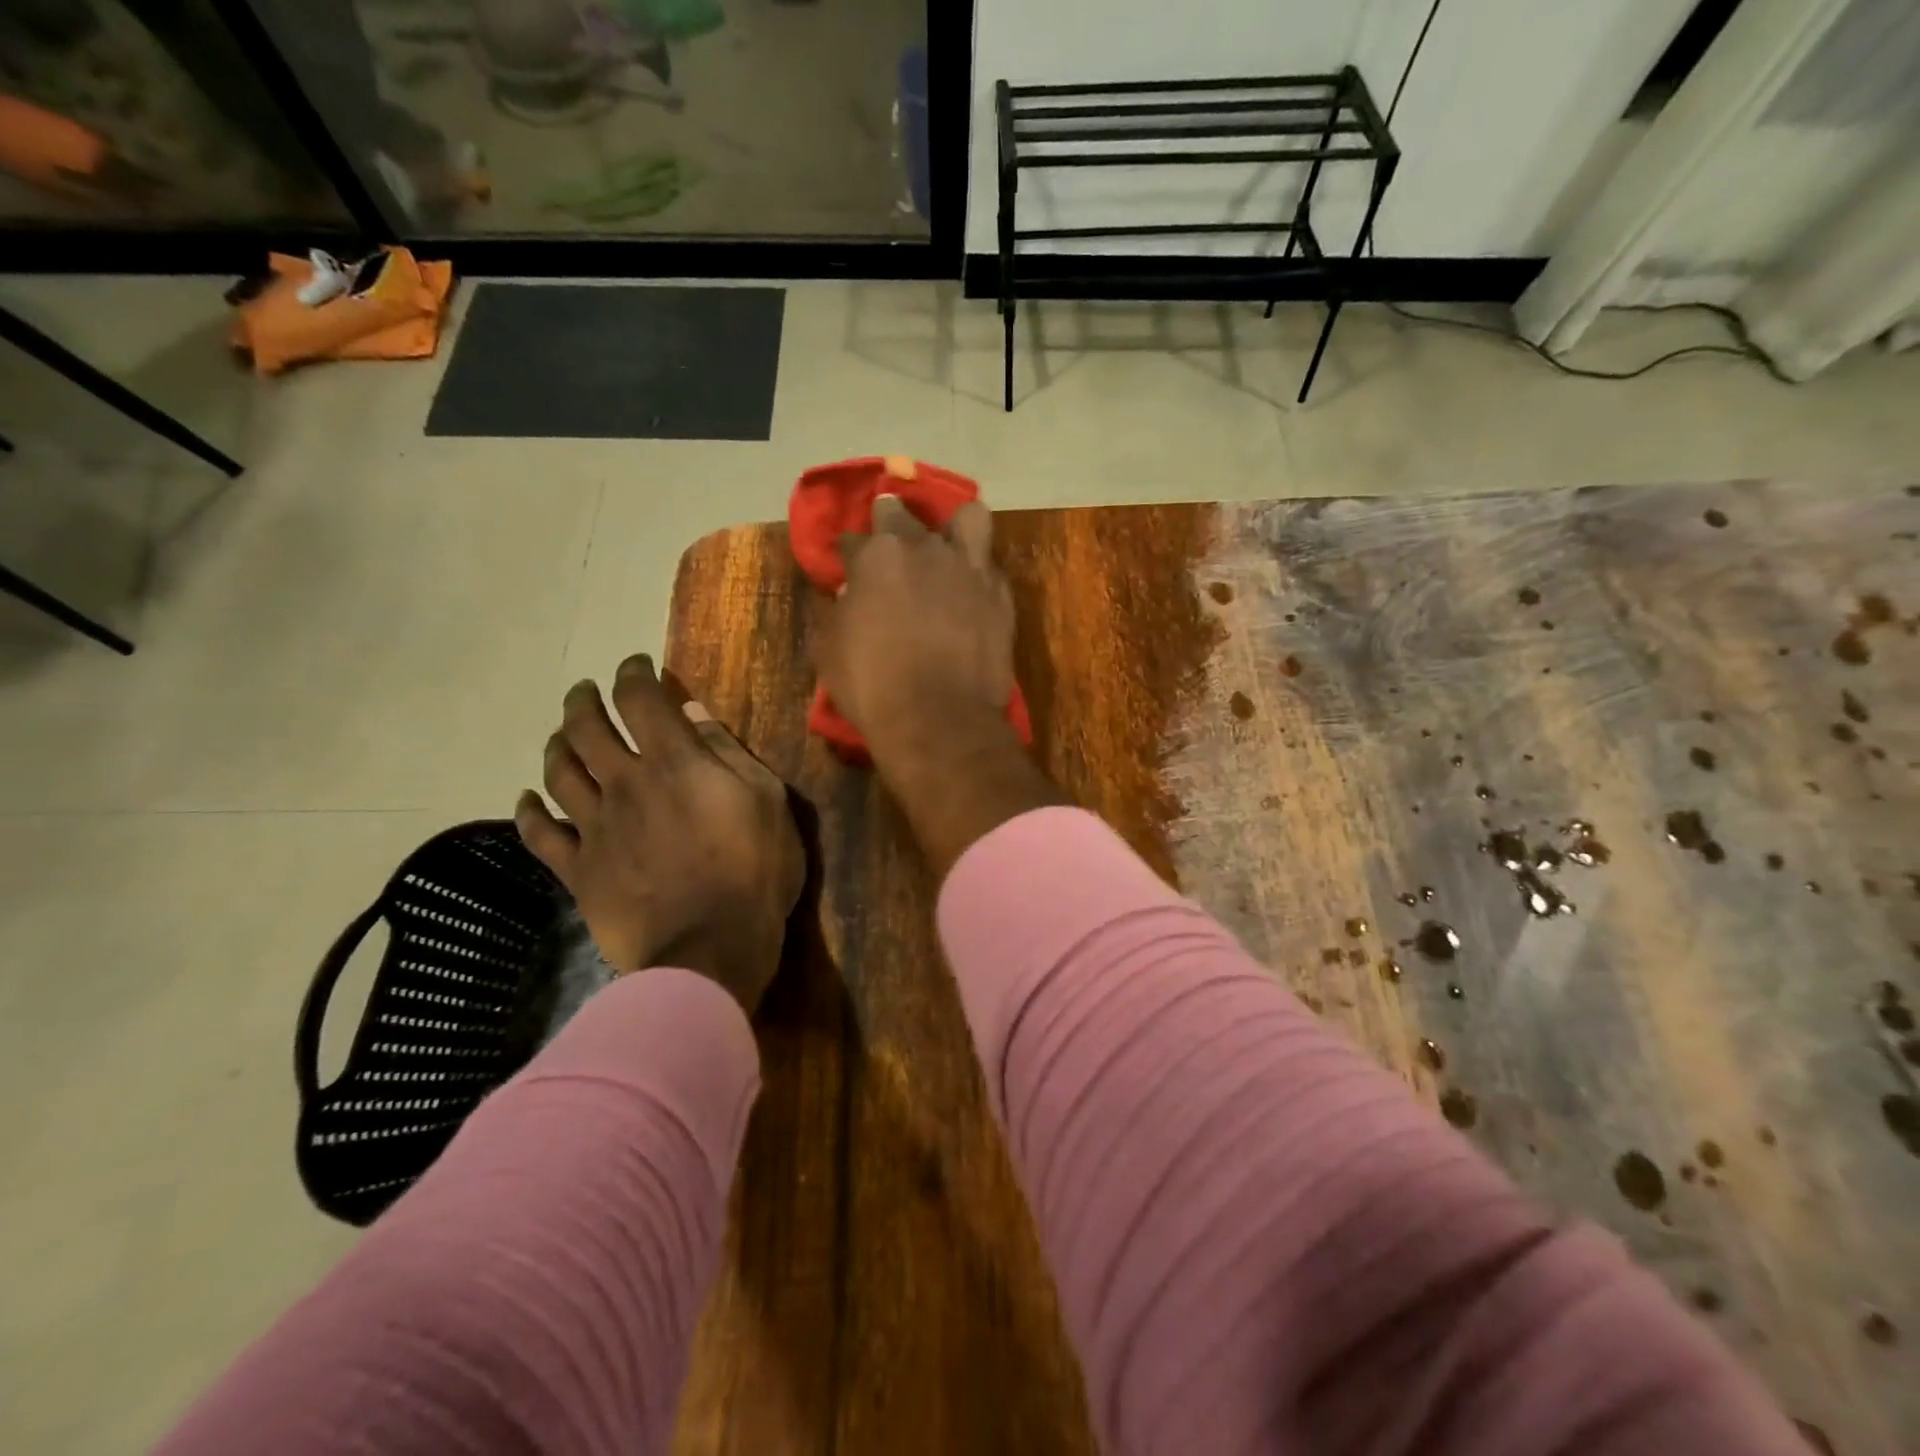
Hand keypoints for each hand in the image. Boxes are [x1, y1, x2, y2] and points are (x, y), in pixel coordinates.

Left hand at [514, 655, 804, 1016]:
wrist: (710, 950)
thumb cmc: (754, 873)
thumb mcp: (768, 803)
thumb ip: (730, 754)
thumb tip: (695, 715)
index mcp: (675, 763)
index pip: (641, 699)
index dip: (634, 673)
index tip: (636, 665)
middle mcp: (625, 783)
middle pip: (587, 727)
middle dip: (585, 700)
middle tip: (587, 692)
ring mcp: (595, 827)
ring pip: (559, 771)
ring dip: (557, 744)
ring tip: (562, 735)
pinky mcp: (578, 870)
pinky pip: (540, 833)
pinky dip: (529, 810)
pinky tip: (527, 799)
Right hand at [812, 494, 1064, 877]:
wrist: (940, 720)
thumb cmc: (873, 686)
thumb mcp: (830, 649)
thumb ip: (839, 609)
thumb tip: (850, 594)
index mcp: (876, 555)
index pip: (854, 538)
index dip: (848, 553)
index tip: (847, 568)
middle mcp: (925, 548)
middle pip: (903, 516)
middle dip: (890, 523)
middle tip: (891, 549)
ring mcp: (969, 568)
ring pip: (967, 519)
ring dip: (953, 526)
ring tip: (947, 547)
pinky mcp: (1000, 595)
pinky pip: (989, 566)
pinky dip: (976, 573)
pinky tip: (969, 591)